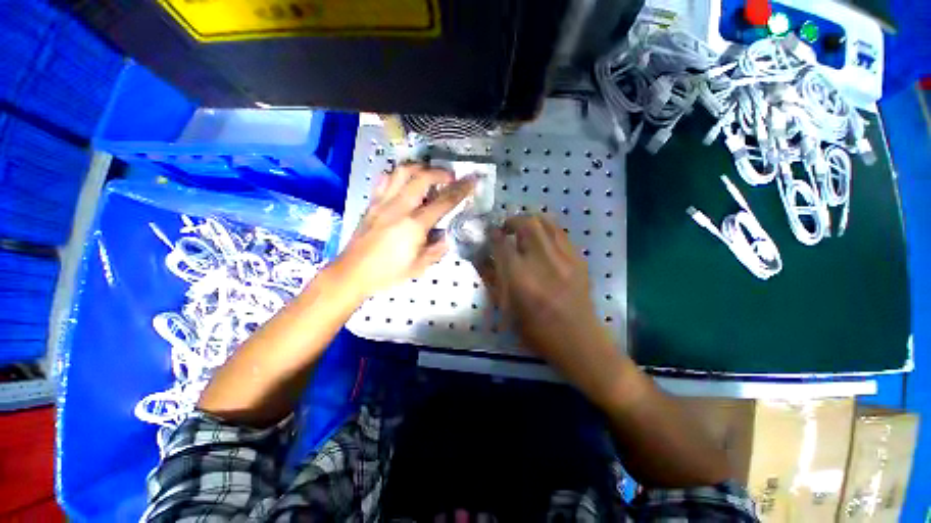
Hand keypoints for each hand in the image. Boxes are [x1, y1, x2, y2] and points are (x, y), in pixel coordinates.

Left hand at [334, 163, 474, 298]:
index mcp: (414, 225)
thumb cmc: (388, 273)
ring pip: (401, 172)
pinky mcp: (372, 203)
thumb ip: (437, 250)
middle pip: (422, 178)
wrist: (353, 272)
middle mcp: (399, 207)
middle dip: (440, 172)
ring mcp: (383, 202)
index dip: (461, 189)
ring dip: (419, 168)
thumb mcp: (419, 267)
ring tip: (428, 174)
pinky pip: (385, 180)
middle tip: (450, 177)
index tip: (472, 180)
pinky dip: (398, 175)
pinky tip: (404, 181)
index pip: (443, 202)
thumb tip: (447, 237)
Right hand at [479, 214, 623, 397]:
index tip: (490, 233)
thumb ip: (492, 279)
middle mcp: (543, 262)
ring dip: (530, 221)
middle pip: (527, 224)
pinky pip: (560, 233)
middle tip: (506, 228)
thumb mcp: (506, 309)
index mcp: (520, 279)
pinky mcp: (578, 259)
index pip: (502, 244)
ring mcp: (564, 258)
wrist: (578, 340)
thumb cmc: (536, 331)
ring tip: (523, 229)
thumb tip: (481, 256)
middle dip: (512, 221)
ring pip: (546, 222)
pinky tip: (541, 239)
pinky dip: (546, 229)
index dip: (494, 234)